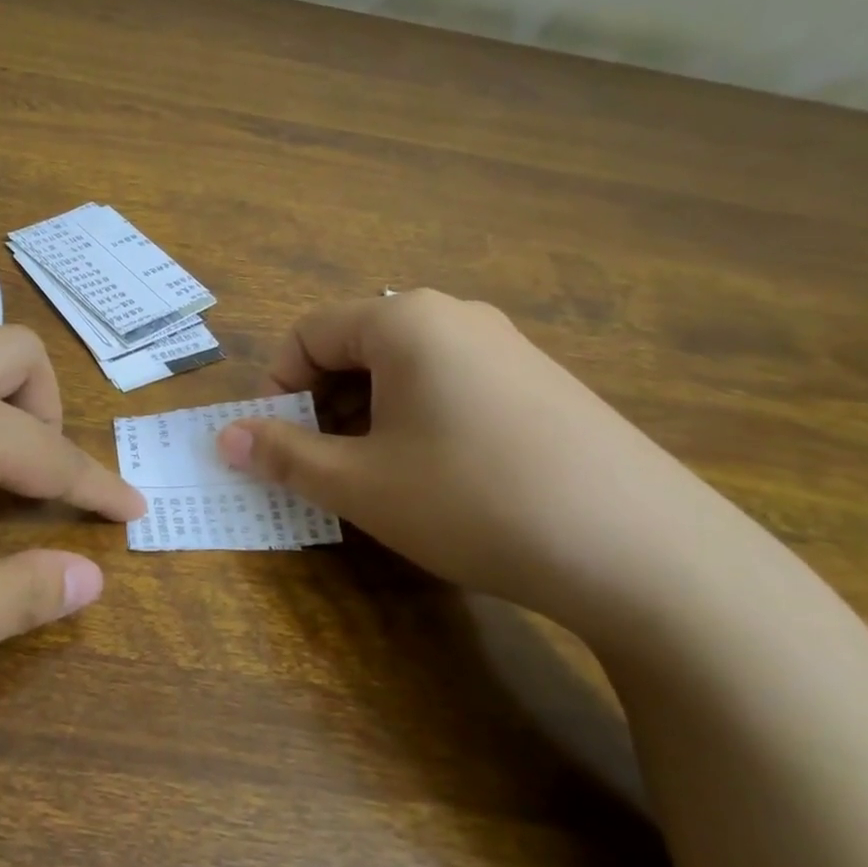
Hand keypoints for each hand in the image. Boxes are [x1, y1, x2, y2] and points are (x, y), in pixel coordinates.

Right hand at [217, 291, 748, 635]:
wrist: (643, 550)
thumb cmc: (472, 500)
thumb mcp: (360, 483)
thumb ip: (283, 454)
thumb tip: (224, 438)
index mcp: (404, 321)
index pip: (308, 332)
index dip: (278, 387)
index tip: (277, 444)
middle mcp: (455, 316)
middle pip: (356, 346)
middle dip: (322, 404)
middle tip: (322, 467)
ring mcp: (506, 346)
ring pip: (404, 368)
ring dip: (368, 415)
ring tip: (376, 479)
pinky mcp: (540, 383)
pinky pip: (451, 384)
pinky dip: (417, 420)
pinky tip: (439, 478)